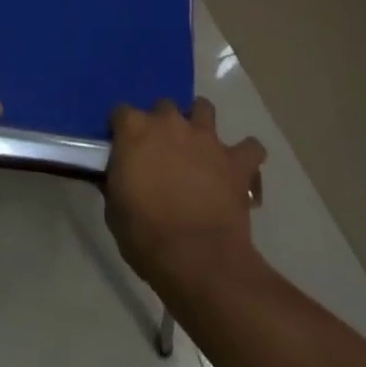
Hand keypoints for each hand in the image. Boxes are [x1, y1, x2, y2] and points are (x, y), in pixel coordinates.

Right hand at [104, 97, 266, 292]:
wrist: (198, 260)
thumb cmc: (146, 236)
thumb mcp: (115, 211)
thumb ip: (116, 182)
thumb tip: (119, 177)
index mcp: (134, 130)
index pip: (121, 113)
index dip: (122, 130)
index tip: (123, 149)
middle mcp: (170, 122)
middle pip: (164, 106)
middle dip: (162, 125)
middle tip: (162, 153)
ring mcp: (205, 138)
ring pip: (204, 108)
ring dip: (200, 124)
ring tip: (199, 147)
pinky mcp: (235, 161)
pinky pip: (250, 147)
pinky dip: (245, 155)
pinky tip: (239, 167)